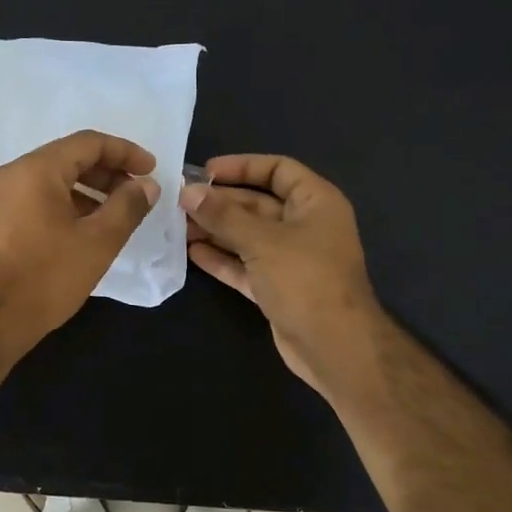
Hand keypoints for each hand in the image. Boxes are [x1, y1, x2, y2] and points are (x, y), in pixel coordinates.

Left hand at [0, 130, 160, 360]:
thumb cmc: (45, 277)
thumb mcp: (97, 242)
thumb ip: (127, 207)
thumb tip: (146, 185)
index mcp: (35, 169)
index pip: (88, 143)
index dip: (125, 152)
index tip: (151, 170)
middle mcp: (10, 175)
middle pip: (67, 158)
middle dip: (107, 172)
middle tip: (136, 195)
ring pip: (50, 181)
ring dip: (87, 191)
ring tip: (115, 216)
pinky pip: (34, 201)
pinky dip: (64, 206)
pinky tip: (82, 232)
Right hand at [180, 154, 386, 400]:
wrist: (333, 345)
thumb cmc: (305, 279)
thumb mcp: (263, 241)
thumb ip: (224, 216)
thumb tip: (188, 192)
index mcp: (316, 202)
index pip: (278, 170)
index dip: (242, 166)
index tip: (206, 171)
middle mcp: (305, 226)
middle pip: (258, 204)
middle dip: (221, 202)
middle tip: (180, 201)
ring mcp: (291, 259)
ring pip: (248, 236)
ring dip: (216, 230)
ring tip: (178, 225)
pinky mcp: (277, 287)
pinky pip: (245, 265)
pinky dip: (222, 258)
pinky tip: (192, 252)